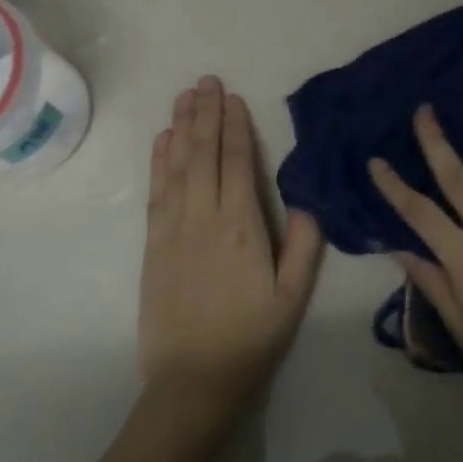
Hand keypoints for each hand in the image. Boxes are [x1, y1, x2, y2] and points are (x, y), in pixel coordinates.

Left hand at [139, 76, 322, 420]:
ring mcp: (173, 229)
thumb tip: (309, 197)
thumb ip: (305, 243)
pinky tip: (162, 141)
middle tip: (206, 80)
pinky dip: (158, 162)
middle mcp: (204, 218)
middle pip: (204, 154)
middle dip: (205, 114)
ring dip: (181, 128)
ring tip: (184, 96)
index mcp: (243, 226)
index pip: (238, 163)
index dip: (235, 127)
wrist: (193, 381)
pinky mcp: (153, 245)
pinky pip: (156, 192)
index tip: (232, 97)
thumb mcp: (294, 296)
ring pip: (177, 167)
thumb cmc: (252, 338)